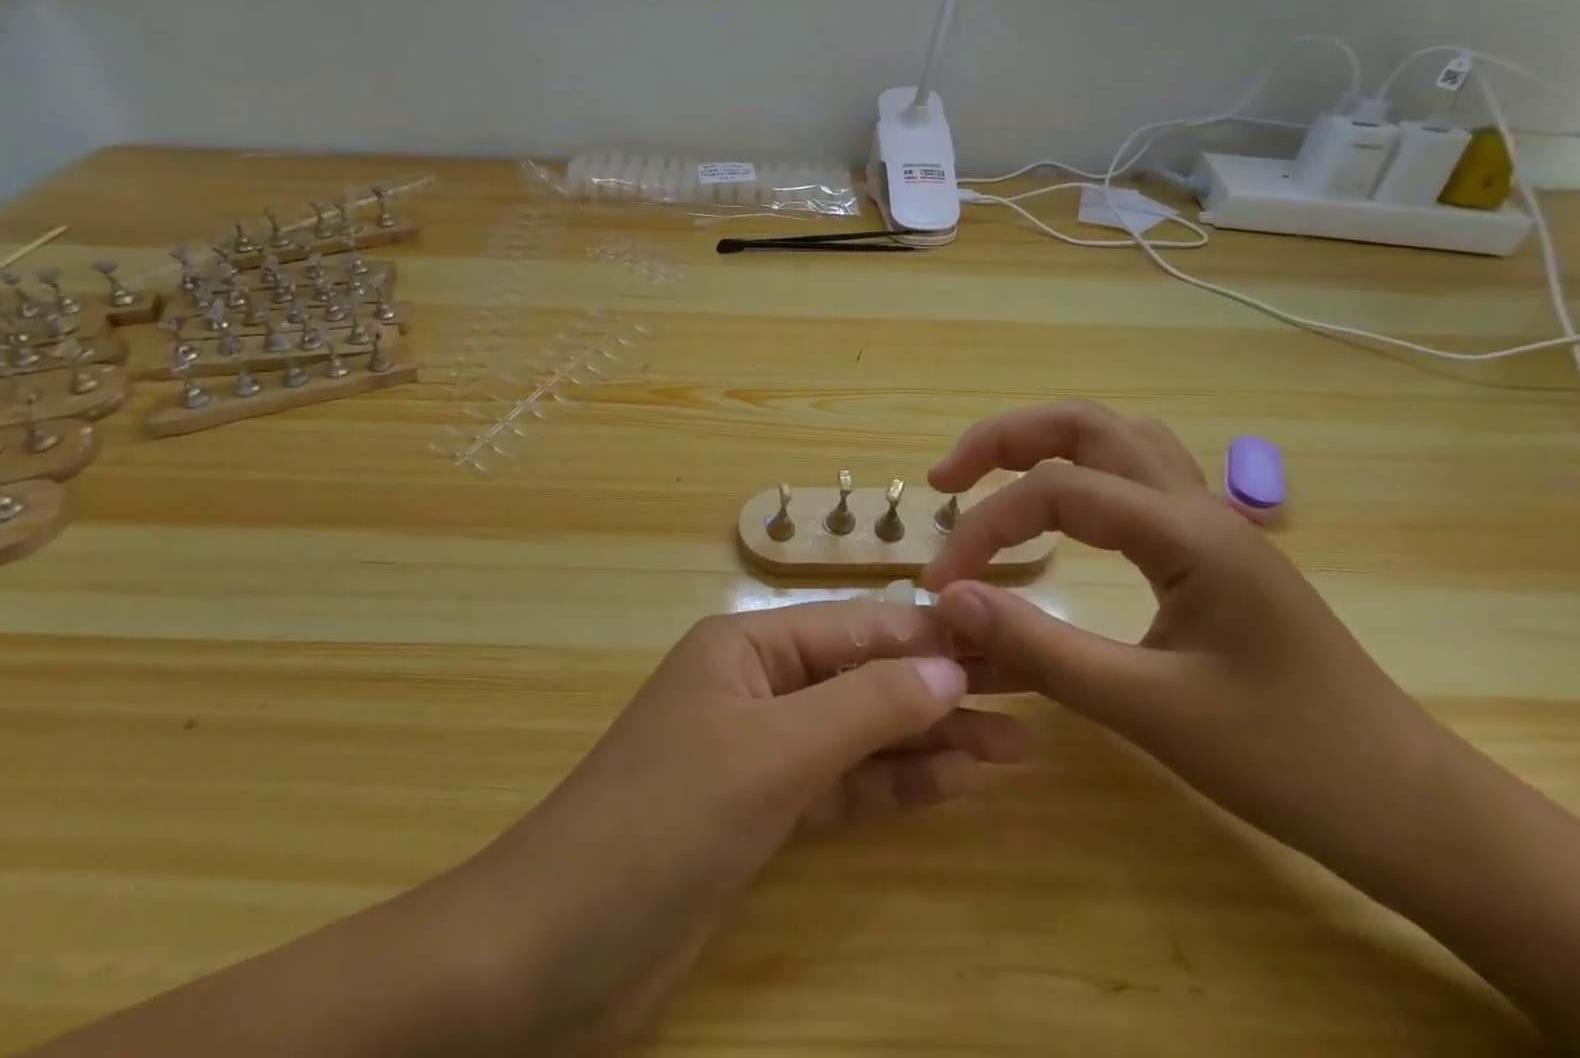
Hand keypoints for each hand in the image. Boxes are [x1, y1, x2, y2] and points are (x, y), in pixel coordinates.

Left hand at [465, 602, 1028, 1055]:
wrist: (550, 952)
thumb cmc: (661, 822)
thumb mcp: (770, 755)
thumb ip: (863, 708)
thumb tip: (951, 669)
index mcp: (747, 644)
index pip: (856, 628)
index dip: (930, 636)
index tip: (1008, 642)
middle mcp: (758, 685)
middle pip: (863, 677)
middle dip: (941, 689)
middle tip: (1030, 696)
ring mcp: (761, 752)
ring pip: (861, 733)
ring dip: (931, 739)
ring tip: (1017, 745)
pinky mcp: (764, 814)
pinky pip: (843, 785)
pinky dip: (895, 783)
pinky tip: (956, 781)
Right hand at [923, 402, 1449, 889]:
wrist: (1415, 810)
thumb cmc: (1290, 761)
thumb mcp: (1150, 711)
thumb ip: (1041, 649)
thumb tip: (948, 602)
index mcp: (1187, 532)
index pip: (1055, 492)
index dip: (984, 528)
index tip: (942, 584)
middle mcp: (1198, 505)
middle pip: (1085, 425)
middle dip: (1003, 439)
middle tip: (946, 480)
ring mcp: (1212, 521)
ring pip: (1117, 438)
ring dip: (1045, 443)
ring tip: (993, 479)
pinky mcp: (1214, 549)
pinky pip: (1138, 476)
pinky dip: (1084, 471)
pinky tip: (1068, 510)